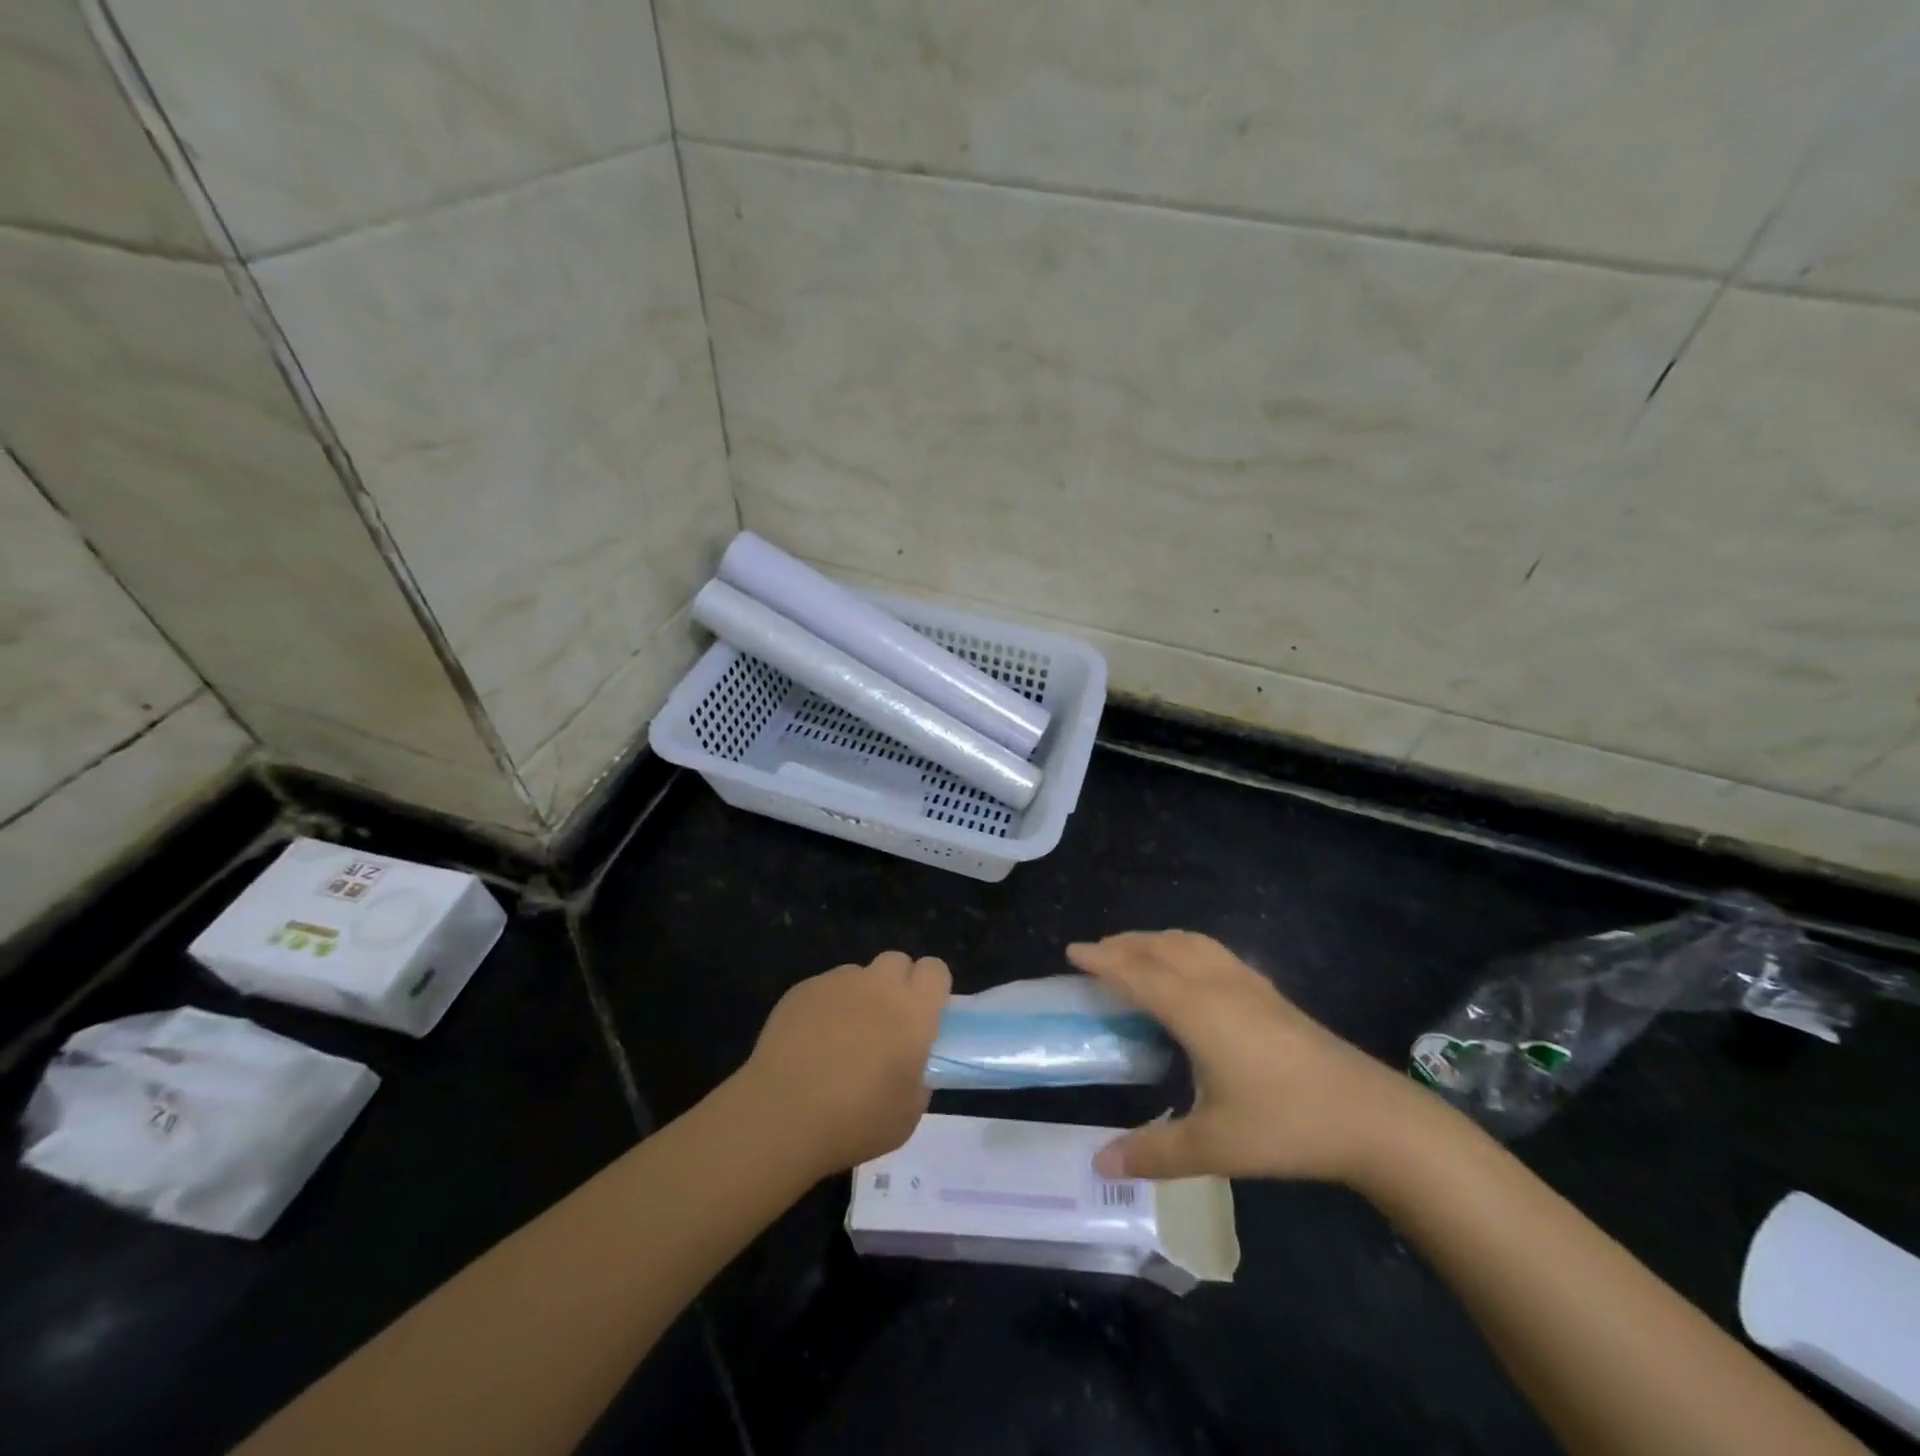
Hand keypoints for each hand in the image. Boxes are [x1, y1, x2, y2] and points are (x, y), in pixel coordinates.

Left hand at [739, 950, 950, 1175]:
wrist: (782, 1116)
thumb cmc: (855, 1120)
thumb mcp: (908, 1113)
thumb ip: (918, 1077)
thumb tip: (910, 1065)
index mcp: (913, 1010)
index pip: (935, 969)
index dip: (931, 988)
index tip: (923, 1016)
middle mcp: (878, 985)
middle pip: (897, 962)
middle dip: (896, 985)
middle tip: (885, 1025)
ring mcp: (837, 983)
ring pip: (858, 974)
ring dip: (859, 996)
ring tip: (841, 1038)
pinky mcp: (802, 989)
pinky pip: (825, 988)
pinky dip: (825, 1007)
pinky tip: (810, 1043)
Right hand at [1068, 931, 1427, 1184]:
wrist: (1371, 1117)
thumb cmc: (1286, 1126)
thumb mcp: (1215, 1145)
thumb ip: (1154, 1151)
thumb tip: (1098, 1163)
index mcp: (1196, 1010)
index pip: (1137, 973)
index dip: (1102, 960)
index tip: (1071, 951)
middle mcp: (1217, 985)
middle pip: (1160, 948)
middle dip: (1123, 944)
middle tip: (1094, 953)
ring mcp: (1247, 984)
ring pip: (1189, 943)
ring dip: (1154, 940)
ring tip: (1134, 951)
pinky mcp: (1269, 992)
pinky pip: (1212, 951)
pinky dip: (1184, 946)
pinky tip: (1190, 966)